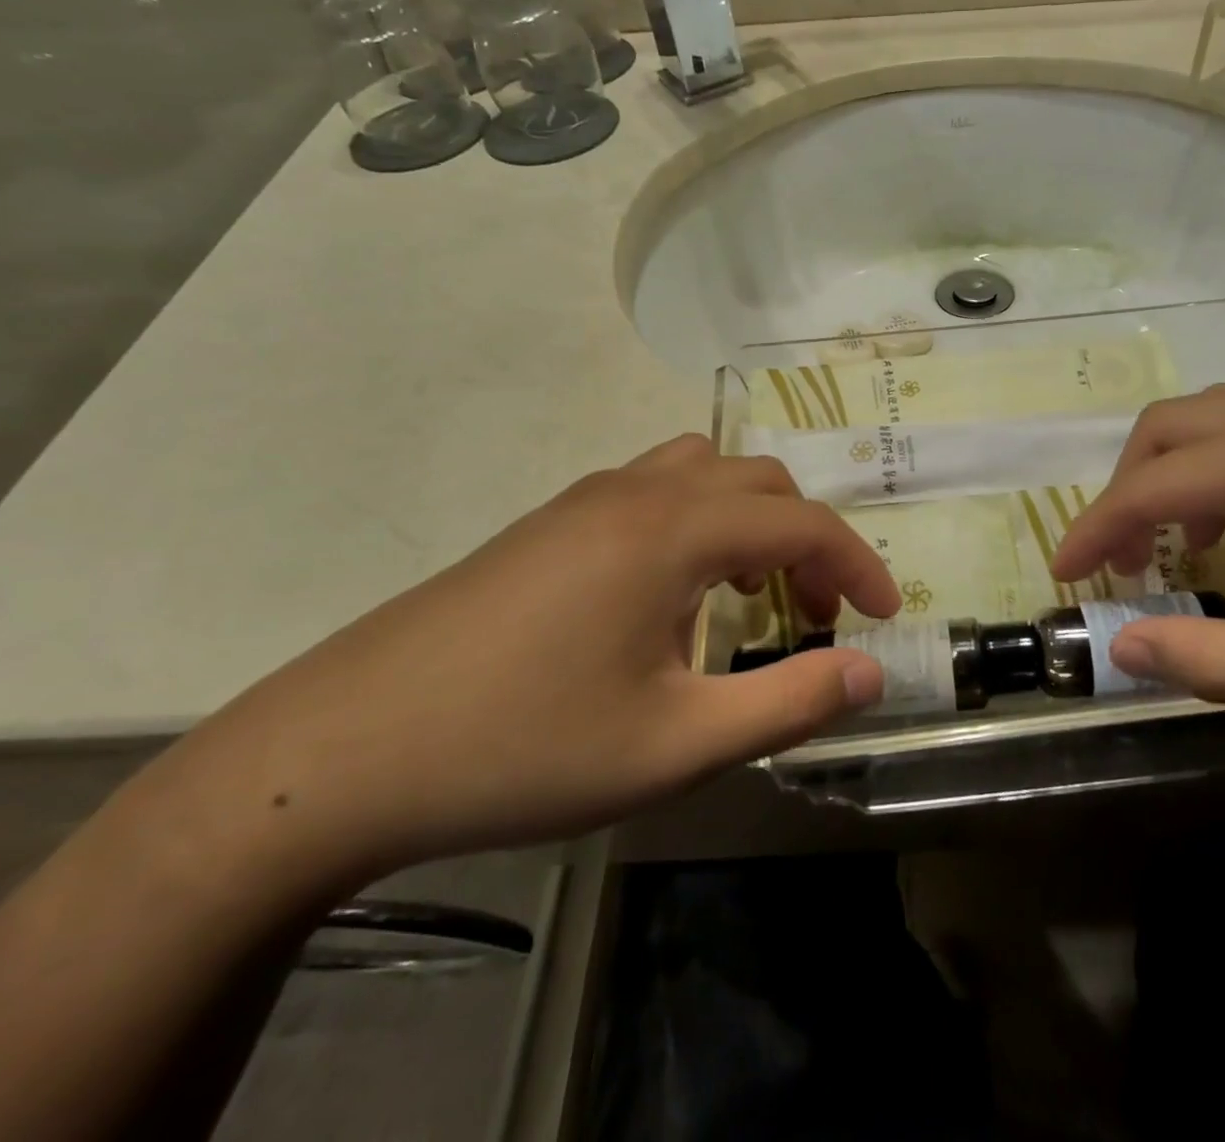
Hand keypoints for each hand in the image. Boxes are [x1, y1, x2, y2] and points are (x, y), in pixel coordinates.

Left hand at [164, 436, 898, 882]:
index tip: (884, 616)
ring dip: (749, 521)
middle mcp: (635, 491)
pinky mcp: (548, 523)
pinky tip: (672, 596)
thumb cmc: (522, 747)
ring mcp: (585, 499)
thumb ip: (787, 702)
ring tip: (750, 592)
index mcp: (673, 529)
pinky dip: (698, 523)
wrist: (340, 752)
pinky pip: (655, 492)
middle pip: (758, 481)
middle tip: (813, 615)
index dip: (856, 564)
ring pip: (703, 474)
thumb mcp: (675, 743)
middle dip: (806, 540)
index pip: (802, 521)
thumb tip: (869, 674)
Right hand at [1051, 379, 1224, 745]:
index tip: (1062, 576)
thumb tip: (1122, 648)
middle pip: (1172, 426)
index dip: (1093, 529)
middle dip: (1124, 489)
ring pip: (1218, 416)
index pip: (1151, 484)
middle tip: (1118, 560)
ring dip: (1178, 473)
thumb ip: (1217, 662)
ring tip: (1184, 546)